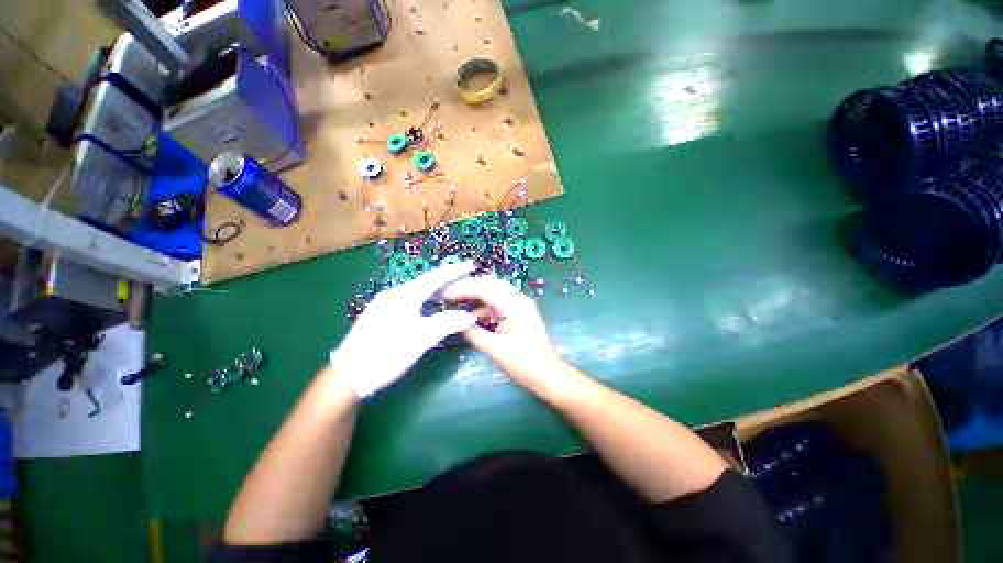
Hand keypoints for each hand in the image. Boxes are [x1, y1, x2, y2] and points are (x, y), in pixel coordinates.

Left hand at [330, 262, 477, 397]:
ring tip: (452, 291)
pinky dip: (425, 299)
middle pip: (425, 282)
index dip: (454, 271)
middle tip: (465, 278)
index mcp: (405, 295)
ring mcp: (385, 304)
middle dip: (447, 279)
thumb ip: (447, 323)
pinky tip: (429, 307)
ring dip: (435, 290)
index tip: (471, 265)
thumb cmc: (387, 354)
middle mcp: (394, 294)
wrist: (347, 376)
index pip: (436, 277)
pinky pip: (409, 300)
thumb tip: (470, 316)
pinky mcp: (380, 314)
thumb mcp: (421, 339)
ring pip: (417, 291)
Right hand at [444, 275, 570, 395]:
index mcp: (514, 305)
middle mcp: (518, 299)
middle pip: (490, 283)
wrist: (547, 374)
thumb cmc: (523, 363)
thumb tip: (455, 322)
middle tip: (448, 294)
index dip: (463, 288)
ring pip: (494, 291)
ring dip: (476, 294)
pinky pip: (499, 302)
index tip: (444, 294)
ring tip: (456, 300)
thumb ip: (473, 332)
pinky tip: (471, 314)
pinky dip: (484, 305)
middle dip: (468, 286)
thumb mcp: (494, 349)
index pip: (485, 288)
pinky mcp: (519, 311)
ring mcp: (520, 304)